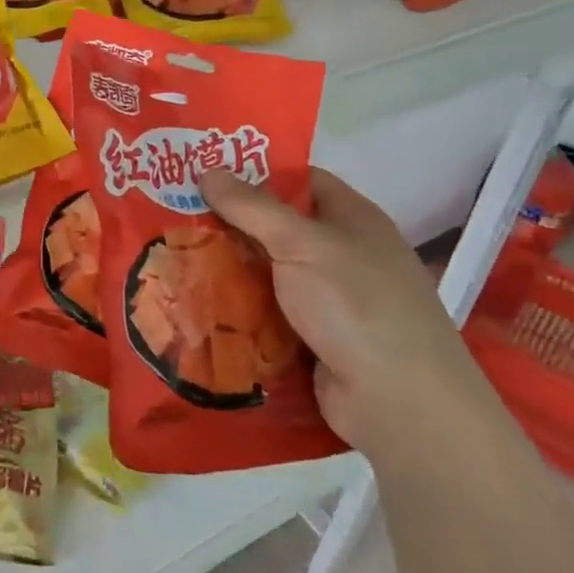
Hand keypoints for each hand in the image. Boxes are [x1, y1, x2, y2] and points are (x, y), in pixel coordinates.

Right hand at [201, 168, 497, 468]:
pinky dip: (239, 309)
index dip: (257, 172)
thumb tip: (207, 170)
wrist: (399, 402)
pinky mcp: (314, 339)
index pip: (302, 180)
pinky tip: (198, 303)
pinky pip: (269, 313)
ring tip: (174, 256)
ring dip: (230, 269)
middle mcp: (343, 254)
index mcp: (353, 219)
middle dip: (231, 223)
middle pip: (279, 228)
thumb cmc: (356, 303)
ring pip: (269, 273)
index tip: (207, 172)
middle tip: (177, 214)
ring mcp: (330, 300)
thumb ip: (252, 207)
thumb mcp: (301, 243)